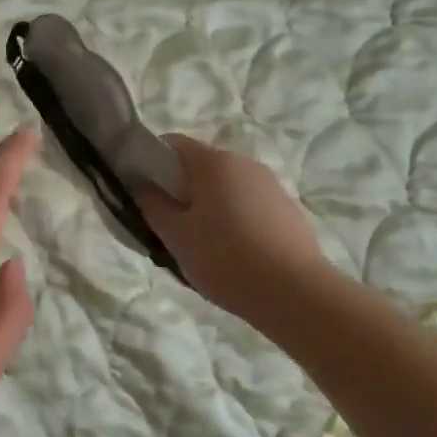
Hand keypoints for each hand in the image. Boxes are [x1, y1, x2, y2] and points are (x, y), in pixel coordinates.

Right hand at [136, 134, 329, 333]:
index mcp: (213, 163)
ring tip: (201, 244)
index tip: (140, 189)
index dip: (150, 160)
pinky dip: (234, 218)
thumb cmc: (225, 259)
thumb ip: (153, 206)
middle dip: (179, 188)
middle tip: (167, 225)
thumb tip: (143, 186)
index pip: (172, 144)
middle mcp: (244, 163)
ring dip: (208, 205)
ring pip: (226, 186)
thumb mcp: (176, 237)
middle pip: (201, 165)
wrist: (296, 292)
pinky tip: (233, 253)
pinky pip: (249, 204)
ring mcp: (270, 185)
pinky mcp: (288, 209)